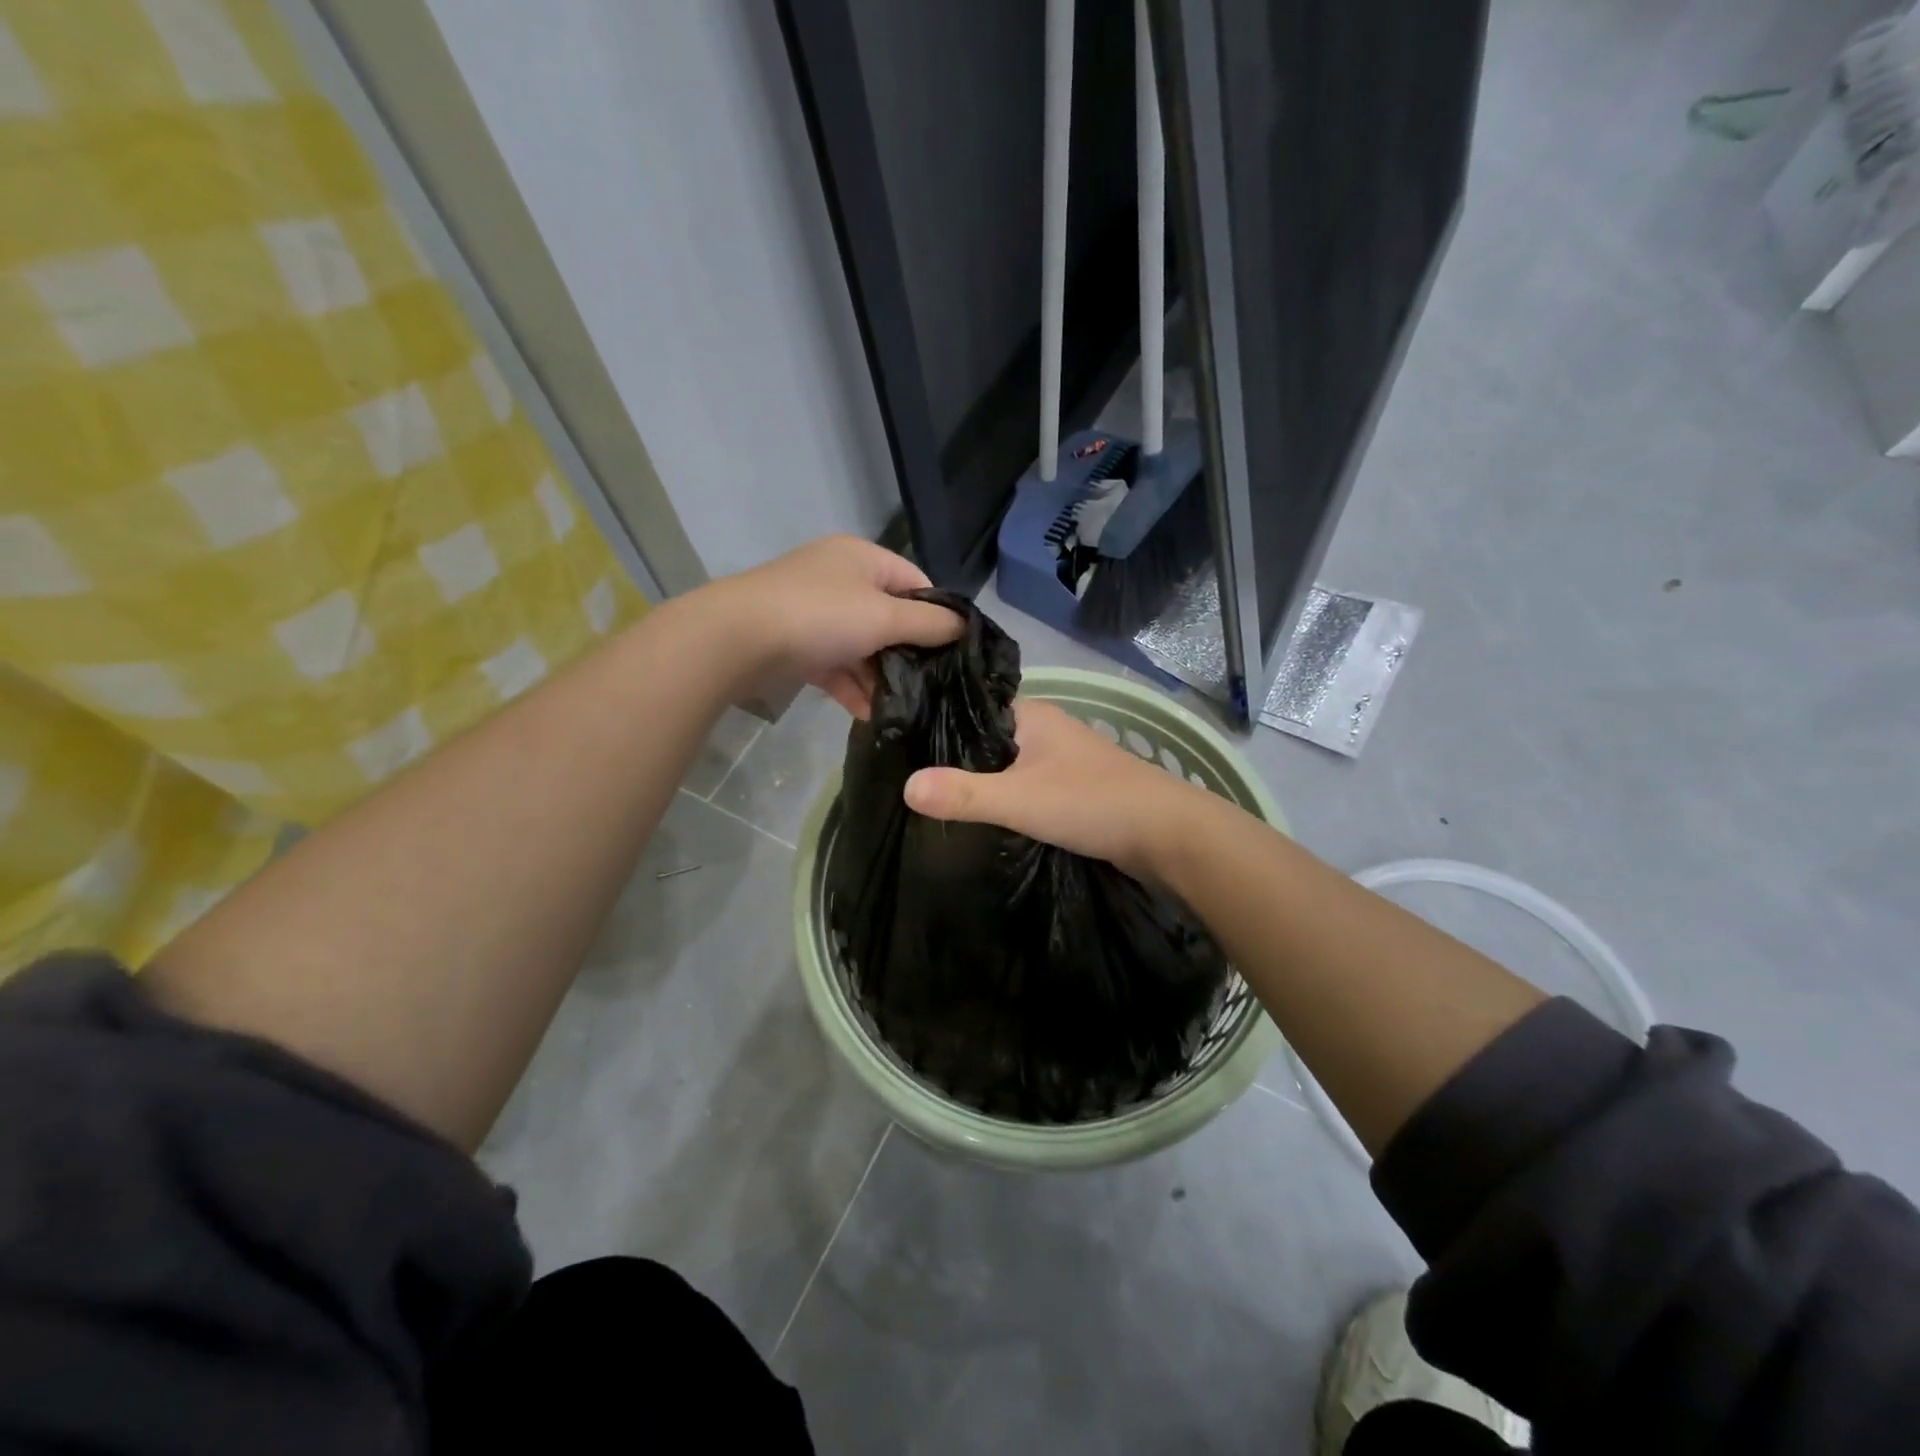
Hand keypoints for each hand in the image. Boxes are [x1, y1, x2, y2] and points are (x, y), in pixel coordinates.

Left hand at [708, 536, 962, 716]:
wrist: (736, 640)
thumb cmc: (819, 617)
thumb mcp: (884, 617)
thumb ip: (929, 624)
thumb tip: (965, 626)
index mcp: (862, 558)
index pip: (915, 582)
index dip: (937, 614)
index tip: (953, 651)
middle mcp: (839, 579)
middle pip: (889, 616)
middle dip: (908, 653)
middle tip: (932, 685)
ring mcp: (814, 612)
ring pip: (862, 645)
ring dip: (880, 677)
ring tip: (903, 708)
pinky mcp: (796, 644)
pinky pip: (835, 665)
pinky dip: (851, 687)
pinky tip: (869, 715)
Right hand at [903, 699, 1198, 876]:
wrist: (1168, 835)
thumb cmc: (1092, 803)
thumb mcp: (1020, 799)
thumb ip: (964, 794)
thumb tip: (905, 787)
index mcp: (1033, 716)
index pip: (971, 711)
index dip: (938, 727)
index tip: (901, 748)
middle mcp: (1048, 730)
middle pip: (989, 741)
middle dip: (957, 760)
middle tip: (912, 782)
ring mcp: (1066, 760)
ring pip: (1011, 765)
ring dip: (985, 782)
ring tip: (940, 802)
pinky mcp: (1077, 789)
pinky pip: (1030, 786)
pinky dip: (1010, 799)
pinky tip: (988, 818)